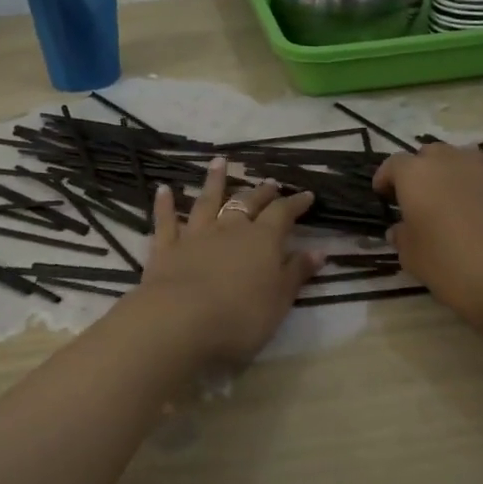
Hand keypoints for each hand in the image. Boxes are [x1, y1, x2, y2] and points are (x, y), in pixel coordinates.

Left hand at [131, 158, 322, 368]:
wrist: (180, 321)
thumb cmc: (240, 317)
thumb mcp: (279, 300)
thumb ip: (296, 273)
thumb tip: (318, 251)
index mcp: (262, 240)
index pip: (282, 214)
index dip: (295, 203)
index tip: (306, 195)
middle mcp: (229, 229)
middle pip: (247, 203)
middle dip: (260, 192)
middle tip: (269, 182)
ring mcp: (195, 235)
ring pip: (206, 202)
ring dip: (213, 181)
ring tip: (218, 162)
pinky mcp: (165, 248)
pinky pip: (166, 220)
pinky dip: (165, 204)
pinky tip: (164, 190)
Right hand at [373, 143, 482, 338]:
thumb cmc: (454, 268)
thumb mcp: (414, 259)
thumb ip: (403, 237)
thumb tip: (402, 228)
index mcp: (419, 175)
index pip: (394, 164)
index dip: (386, 178)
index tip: (384, 196)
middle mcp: (455, 162)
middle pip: (432, 154)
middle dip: (423, 172)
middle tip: (422, 200)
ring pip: (467, 163)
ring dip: (457, 178)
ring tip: (458, 208)